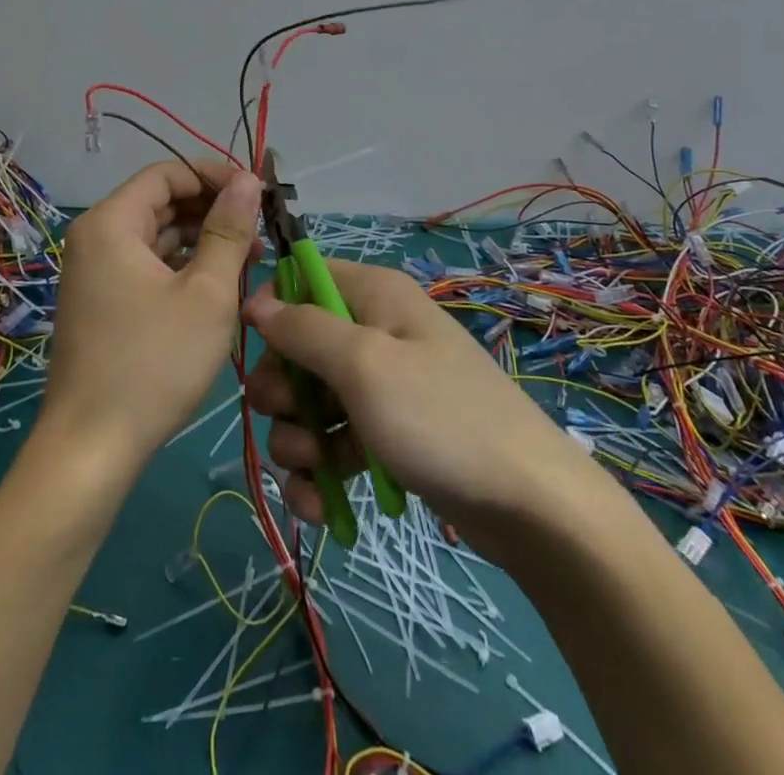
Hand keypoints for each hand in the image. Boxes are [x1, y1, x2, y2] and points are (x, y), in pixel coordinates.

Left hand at [40, 160, 261, 470]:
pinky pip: (147, 264)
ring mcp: (95, 271)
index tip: (257, 194)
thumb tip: (248, 179)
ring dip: (202, 240)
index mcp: (111, 222)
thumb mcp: (206, 293)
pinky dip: (183, 266)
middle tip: (261, 231)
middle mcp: (96, 237)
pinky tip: (219, 284)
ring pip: (157, 235)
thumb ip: (228, 230)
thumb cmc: (154, 363)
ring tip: (249, 260)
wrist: (92, 448)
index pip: (167, 173)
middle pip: (161, 202)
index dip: (215, 176)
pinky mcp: (102, 301)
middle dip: (213, 210)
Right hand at [243, 260, 589, 550]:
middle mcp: (377, 331)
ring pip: (311, 401)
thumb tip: (257, 303)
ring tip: (311, 469)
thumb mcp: (365, 365)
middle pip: (300, 346)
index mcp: (375, 295)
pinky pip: (335, 443)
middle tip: (286, 417)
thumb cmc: (440, 417)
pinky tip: (320, 506)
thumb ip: (305, 330)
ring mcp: (383, 387)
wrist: (530, 507)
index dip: (274, 308)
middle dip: (282, 388)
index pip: (304, 277)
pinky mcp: (388, 436)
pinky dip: (321, 473)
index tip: (253, 348)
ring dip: (296, 438)